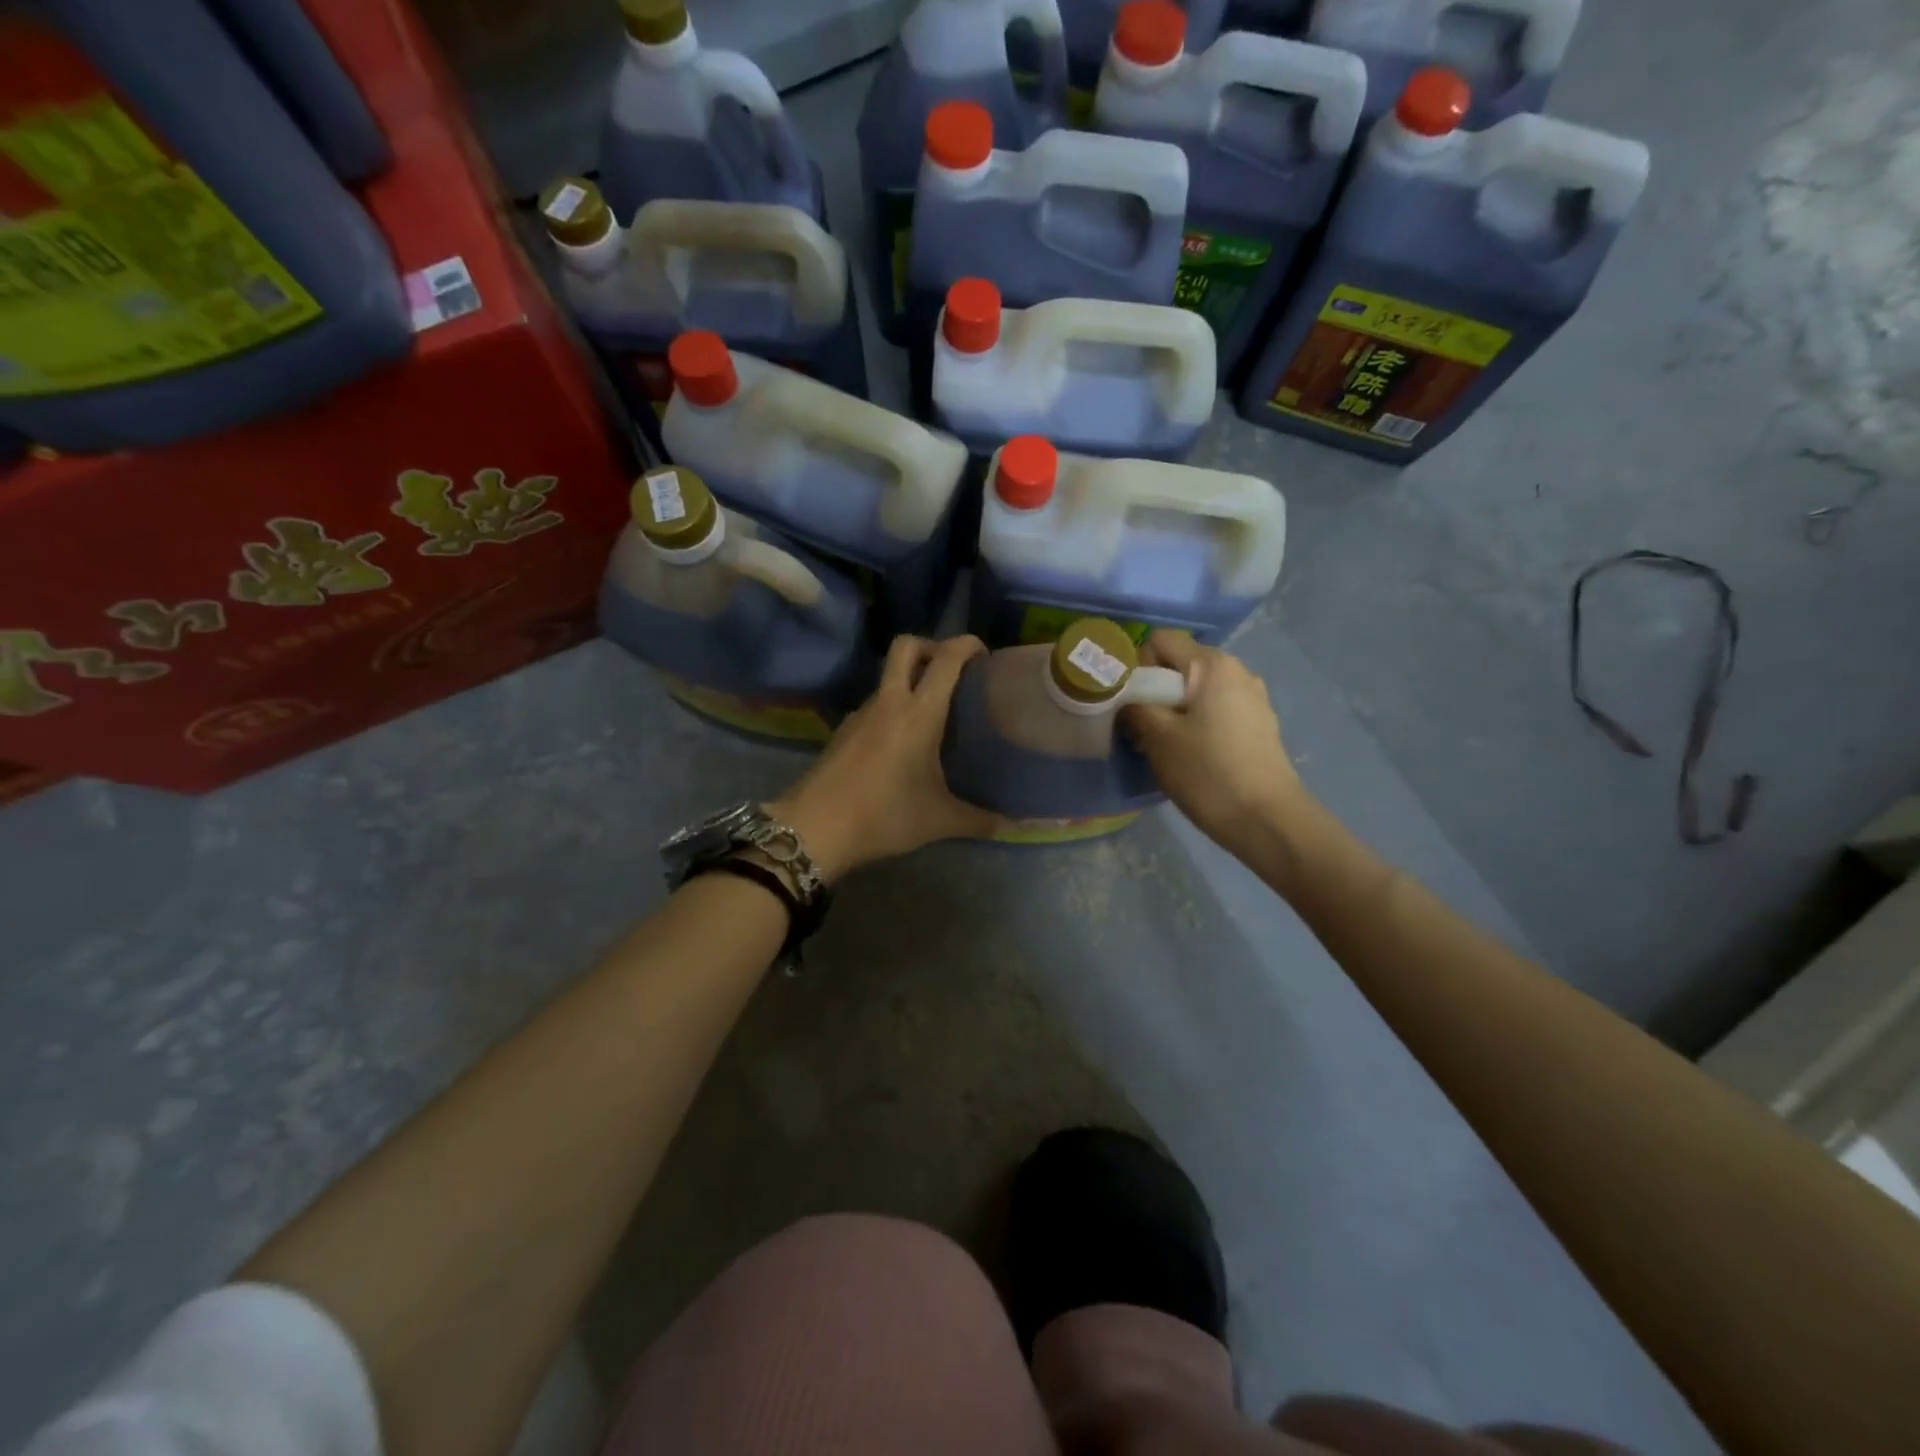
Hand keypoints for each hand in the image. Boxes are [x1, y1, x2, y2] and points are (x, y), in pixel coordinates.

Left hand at [770, 635, 1004, 880]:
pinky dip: (893, 707)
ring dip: (910, 680)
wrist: (814, 830)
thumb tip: (1014, 826)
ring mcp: (861, 713)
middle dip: (932, 646)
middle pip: (907, 646)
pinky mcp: (843, 730)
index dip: (967, 644)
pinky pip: (875, 703)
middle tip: (952, 673)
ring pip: (888, 676)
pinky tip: (901, 742)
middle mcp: (889, 702)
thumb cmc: (884, 816)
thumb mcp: (939, 821)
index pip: (946, 658)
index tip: (984, 656)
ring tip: (932, 713)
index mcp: (919, 713)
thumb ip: (980, 820)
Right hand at [1122, 631, 1307, 853]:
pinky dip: (1198, 723)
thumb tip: (1127, 699)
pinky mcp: (1260, 724)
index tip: (1133, 703)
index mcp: (1212, 665)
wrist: (1266, 819)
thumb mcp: (1158, 738)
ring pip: (1198, 691)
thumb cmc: (1207, 772)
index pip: (1160, 640)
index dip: (1138, 666)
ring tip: (1168, 747)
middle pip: (1180, 666)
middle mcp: (1237, 671)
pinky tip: (1195, 756)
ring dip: (1175, 711)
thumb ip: (1135, 707)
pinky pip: (1217, 710)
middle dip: (1156, 692)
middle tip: (1143, 730)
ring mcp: (1253, 698)